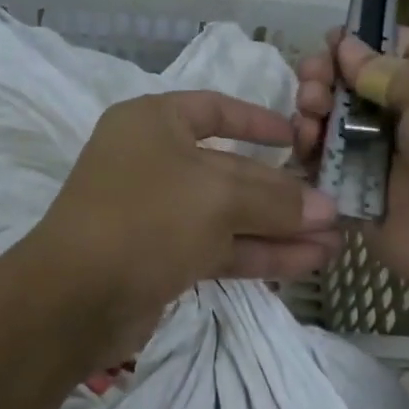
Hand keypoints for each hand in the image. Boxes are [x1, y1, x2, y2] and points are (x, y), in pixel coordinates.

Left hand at [22, 92, 341, 362]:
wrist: (74, 298)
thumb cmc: (145, 218)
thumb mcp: (217, 198)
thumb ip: (275, 200)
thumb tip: (326, 208)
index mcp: (153, 123)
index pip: (213, 110)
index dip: (257, 120)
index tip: (298, 137)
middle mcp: (153, 161)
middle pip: (229, 169)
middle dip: (281, 191)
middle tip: (334, 207)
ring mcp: (155, 212)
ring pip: (227, 214)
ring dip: (278, 228)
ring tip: (334, 241)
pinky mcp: (161, 257)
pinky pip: (218, 247)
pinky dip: (259, 253)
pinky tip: (308, 262)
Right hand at [295, 29, 408, 300]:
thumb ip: (384, 67)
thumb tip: (345, 46)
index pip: (395, 48)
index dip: (361, 43)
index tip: (328, 44)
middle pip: (354, 85)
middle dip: (326, 76)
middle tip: (312, 83)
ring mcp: (382, 157)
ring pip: (333, 124)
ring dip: (313, 111)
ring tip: (309, 114)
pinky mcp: (359, 194)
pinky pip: (325, 166)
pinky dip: (308, 152)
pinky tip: (303, 144)